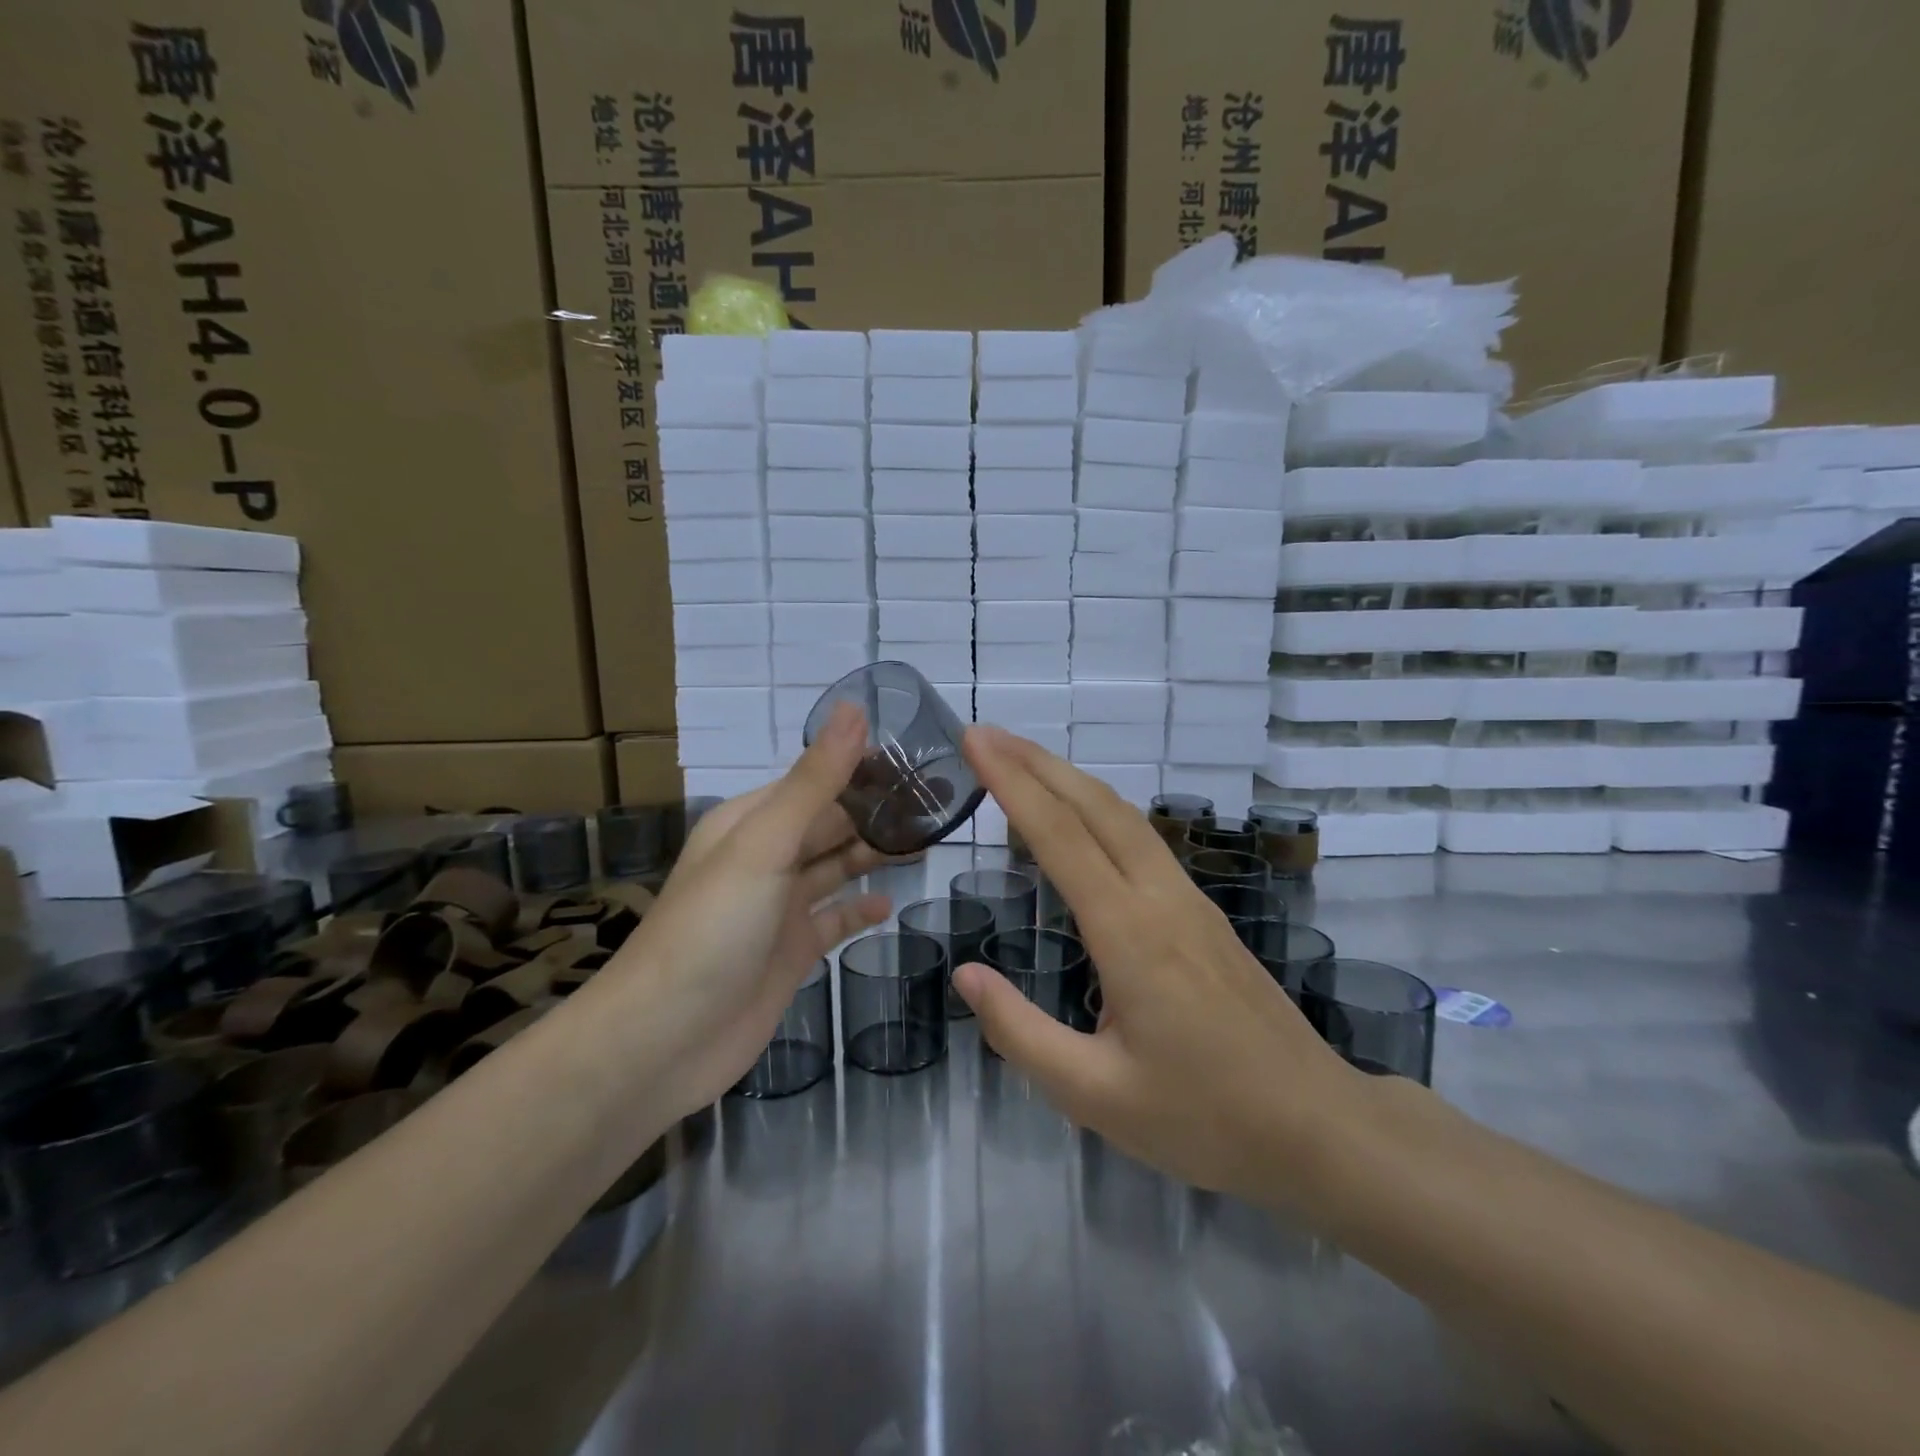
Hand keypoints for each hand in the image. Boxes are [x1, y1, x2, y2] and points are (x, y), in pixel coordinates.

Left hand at [615, 703, 890, 1119]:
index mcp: (752, 822)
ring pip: (836, 867)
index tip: (921, 759)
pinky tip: (891, 905)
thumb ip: (815, 781)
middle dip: (879, 812)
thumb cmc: (712, 929)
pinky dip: (860, 910)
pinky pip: (834, 919)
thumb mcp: (764, 845)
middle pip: (831, 823)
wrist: (664, 1040)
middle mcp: (766, 858)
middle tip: (941, 801)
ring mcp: (779, 907)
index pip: (817, 780)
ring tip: (930, 840)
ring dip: (876, 853)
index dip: (865, 768)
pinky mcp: (791, 951)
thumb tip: (855, 709)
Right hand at [952, 725, 1355, 1204]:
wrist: (1318, 1127)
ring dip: (1069, 779)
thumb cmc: (1204, 1119)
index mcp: (1129, 934)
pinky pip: (1142, 839)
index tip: (975, 740)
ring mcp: (1188, 900)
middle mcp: (1159, 898)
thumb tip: (965, 975)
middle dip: (1036, 762)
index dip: (1011, 783)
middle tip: (986, 734)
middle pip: (1094, 806)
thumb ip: (1021, 1034)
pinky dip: (1097, 809)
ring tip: (1022, 762)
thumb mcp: (1095, 1095)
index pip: (1059, 836)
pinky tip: (1080, 820)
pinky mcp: (1203, 913)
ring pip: (1123, 816)